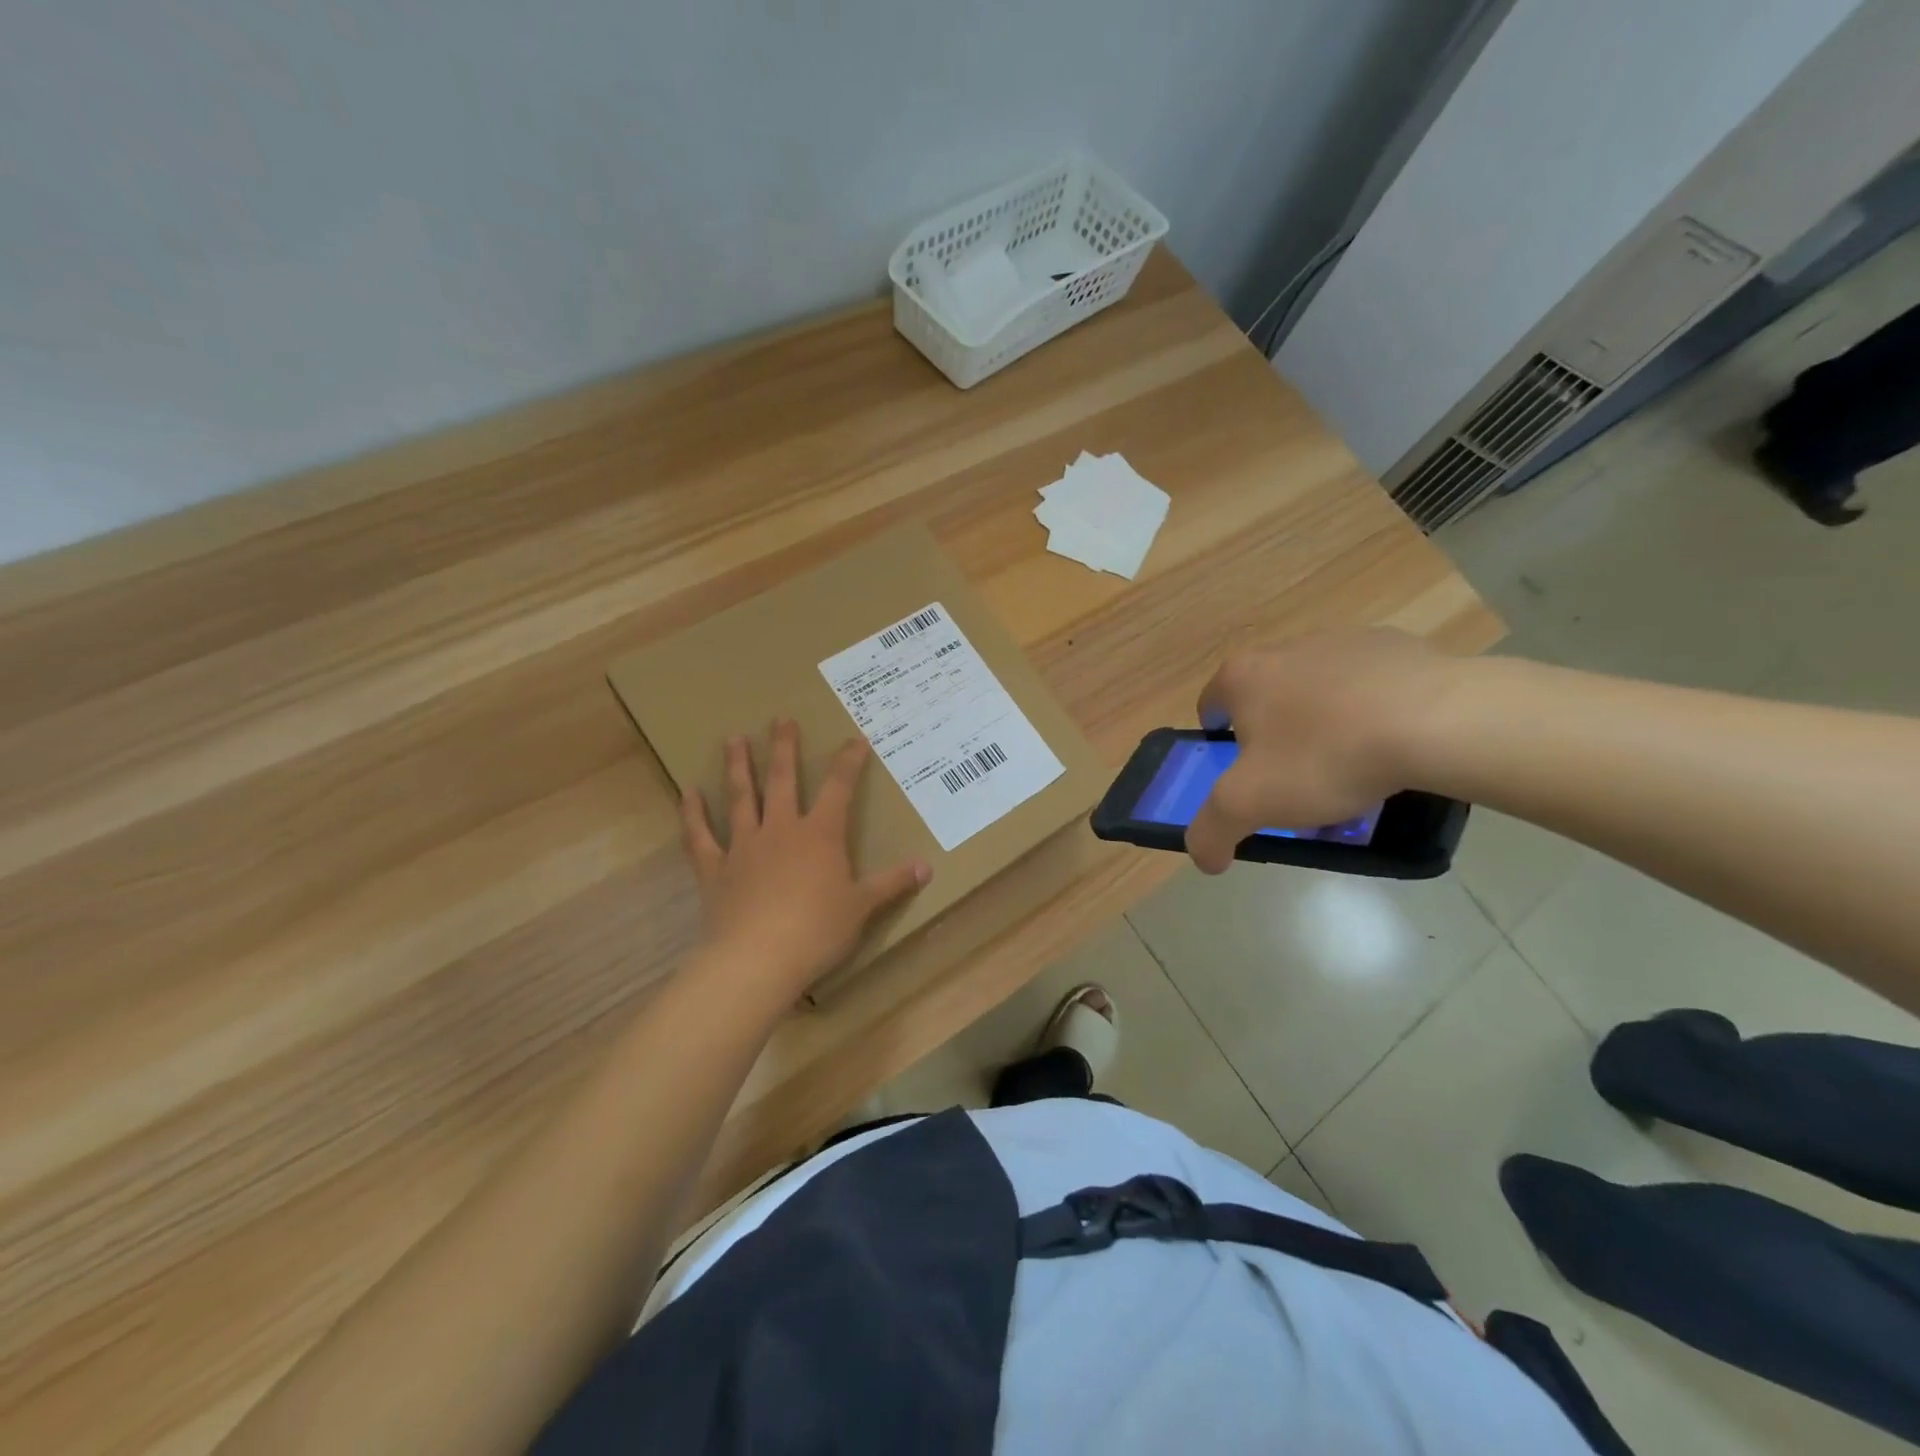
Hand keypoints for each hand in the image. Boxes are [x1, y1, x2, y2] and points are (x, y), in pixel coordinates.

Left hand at [680, 720, 930, 998]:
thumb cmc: (817, 931)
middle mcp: (781, 830)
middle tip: (781, 718)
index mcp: (820, 836)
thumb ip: (892, 884)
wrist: (758, 959)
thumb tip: (926, 867)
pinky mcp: (715, 869)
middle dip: (784, 748)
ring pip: (741, 798)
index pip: (839, 789)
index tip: (855, 738)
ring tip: (733, 739)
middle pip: (783, 780)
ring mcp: (744, 846)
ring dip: (738, 767)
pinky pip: (700, 837)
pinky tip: (688, 793)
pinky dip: (693, 814)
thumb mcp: (863, 907)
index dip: (849, 762)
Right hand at [1186, 628, 1464, 872]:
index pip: (1211, 707)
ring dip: (1324, 726)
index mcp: (1243, 675)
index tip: (1245, 774)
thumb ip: (1211, 831)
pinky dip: (1371, 713)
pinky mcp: (1396, 645)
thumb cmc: (1326, 756)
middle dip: (1276, 739)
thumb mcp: (1251, 805)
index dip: (1220, 745)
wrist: (1438, 721)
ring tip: (1354, 770)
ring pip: (1318, 693)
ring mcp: (1343, 641)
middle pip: (1266, 701)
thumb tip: (1204, 857)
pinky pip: (1369, 687)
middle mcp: (1285, 648)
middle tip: (1299, 781)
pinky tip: (1393, 746)